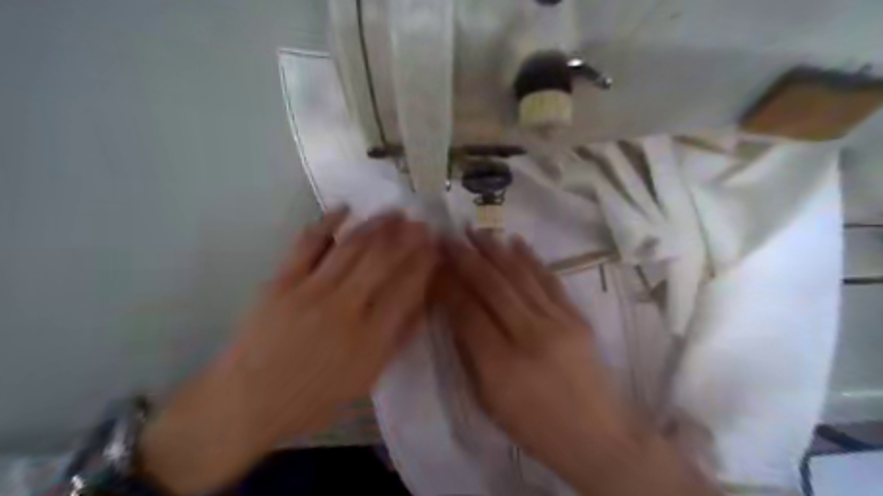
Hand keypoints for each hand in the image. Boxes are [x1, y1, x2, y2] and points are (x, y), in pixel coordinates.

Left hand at [139, 208, 439, 493]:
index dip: (424, 264)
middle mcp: (345, 308)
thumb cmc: (312, 398)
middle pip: (383, 261)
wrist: (246, 402)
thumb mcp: (365, 380)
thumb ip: (396, 341)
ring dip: (377, 225)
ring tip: (395, 212)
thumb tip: (422, 305)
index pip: (406, 289)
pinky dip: (328, 222)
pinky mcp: (283, 281)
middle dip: (407, 238)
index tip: (435, 247)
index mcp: (369, 338)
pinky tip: (345, 209)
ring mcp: (311, 291)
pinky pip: (308, 243)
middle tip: (422, 222)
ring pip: (352, 247)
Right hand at [436, 233, 715, 495]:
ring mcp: (557, 323)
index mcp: (500, 366)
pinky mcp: (577, 317)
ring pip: (519, 276)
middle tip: (448, 237)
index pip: (467, 312)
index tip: (435, 265)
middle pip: (492, 287)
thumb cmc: (535, 425)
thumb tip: (456, 313)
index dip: (448, 285)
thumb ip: (470, 354)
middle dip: (466, 258)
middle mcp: (528, 336)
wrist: (597, 436)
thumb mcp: (489, 401)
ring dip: (494, 250)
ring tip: (476, 231)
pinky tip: (515, 242)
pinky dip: (530, 258)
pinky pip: (549, 280)